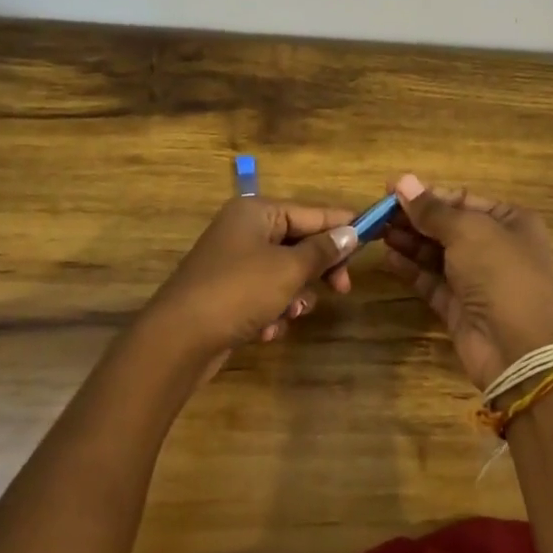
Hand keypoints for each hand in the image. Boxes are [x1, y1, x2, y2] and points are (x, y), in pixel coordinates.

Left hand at [142, 197, 358, 373]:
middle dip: (319, 269)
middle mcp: (244, 231)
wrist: (178, 340)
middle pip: (300, 243)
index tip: (374, 237)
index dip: (343, 225)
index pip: (312, 212)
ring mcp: (234, 262)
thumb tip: (352, 232)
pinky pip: (265, 295)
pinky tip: (265, 330)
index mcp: (256, 212)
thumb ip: (323, 250)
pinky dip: (272, 312)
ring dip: (294, 296)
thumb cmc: (238, 291)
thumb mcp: (289, 269)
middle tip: (341, 289)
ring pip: (285, 273)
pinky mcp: (228, 293)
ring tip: (290, 313)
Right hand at [381, 173, 552, 391]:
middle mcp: (495, 247)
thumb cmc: (500, 273)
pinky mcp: (459, 307)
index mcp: (510, 221)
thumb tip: (402, 180)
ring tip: (377, 231)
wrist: (517, 346)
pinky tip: (388, 256)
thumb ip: (432, 209)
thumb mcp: (467, 231)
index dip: (427, 194)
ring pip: (437, 253)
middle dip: (414, 218)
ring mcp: (477, 279)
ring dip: (409, 241)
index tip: (391, 190)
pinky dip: (411, 268)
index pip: (462, 199)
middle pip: (448, 226)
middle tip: (377, 213)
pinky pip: (431, 280)